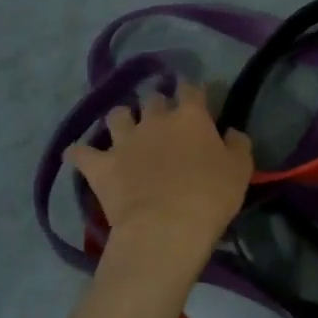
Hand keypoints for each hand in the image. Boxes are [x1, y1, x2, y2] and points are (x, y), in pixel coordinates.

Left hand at [65, 79, 253, 279]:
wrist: (166, 228)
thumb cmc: (210, 197)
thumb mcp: (240, 170)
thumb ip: (238, 144)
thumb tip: (231, 132)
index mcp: (191, 117)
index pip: (191, 89)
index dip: (192, 88)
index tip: (194, 93)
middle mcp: (155, 119)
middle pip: (153, 98)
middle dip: (156, 102)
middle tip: (161, 115)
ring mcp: (124, 140)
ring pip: (117, 115)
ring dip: (121, 118)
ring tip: (124, 128)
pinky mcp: (100, 165)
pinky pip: (80, 152)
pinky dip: (79, 152)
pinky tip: (77, 154)